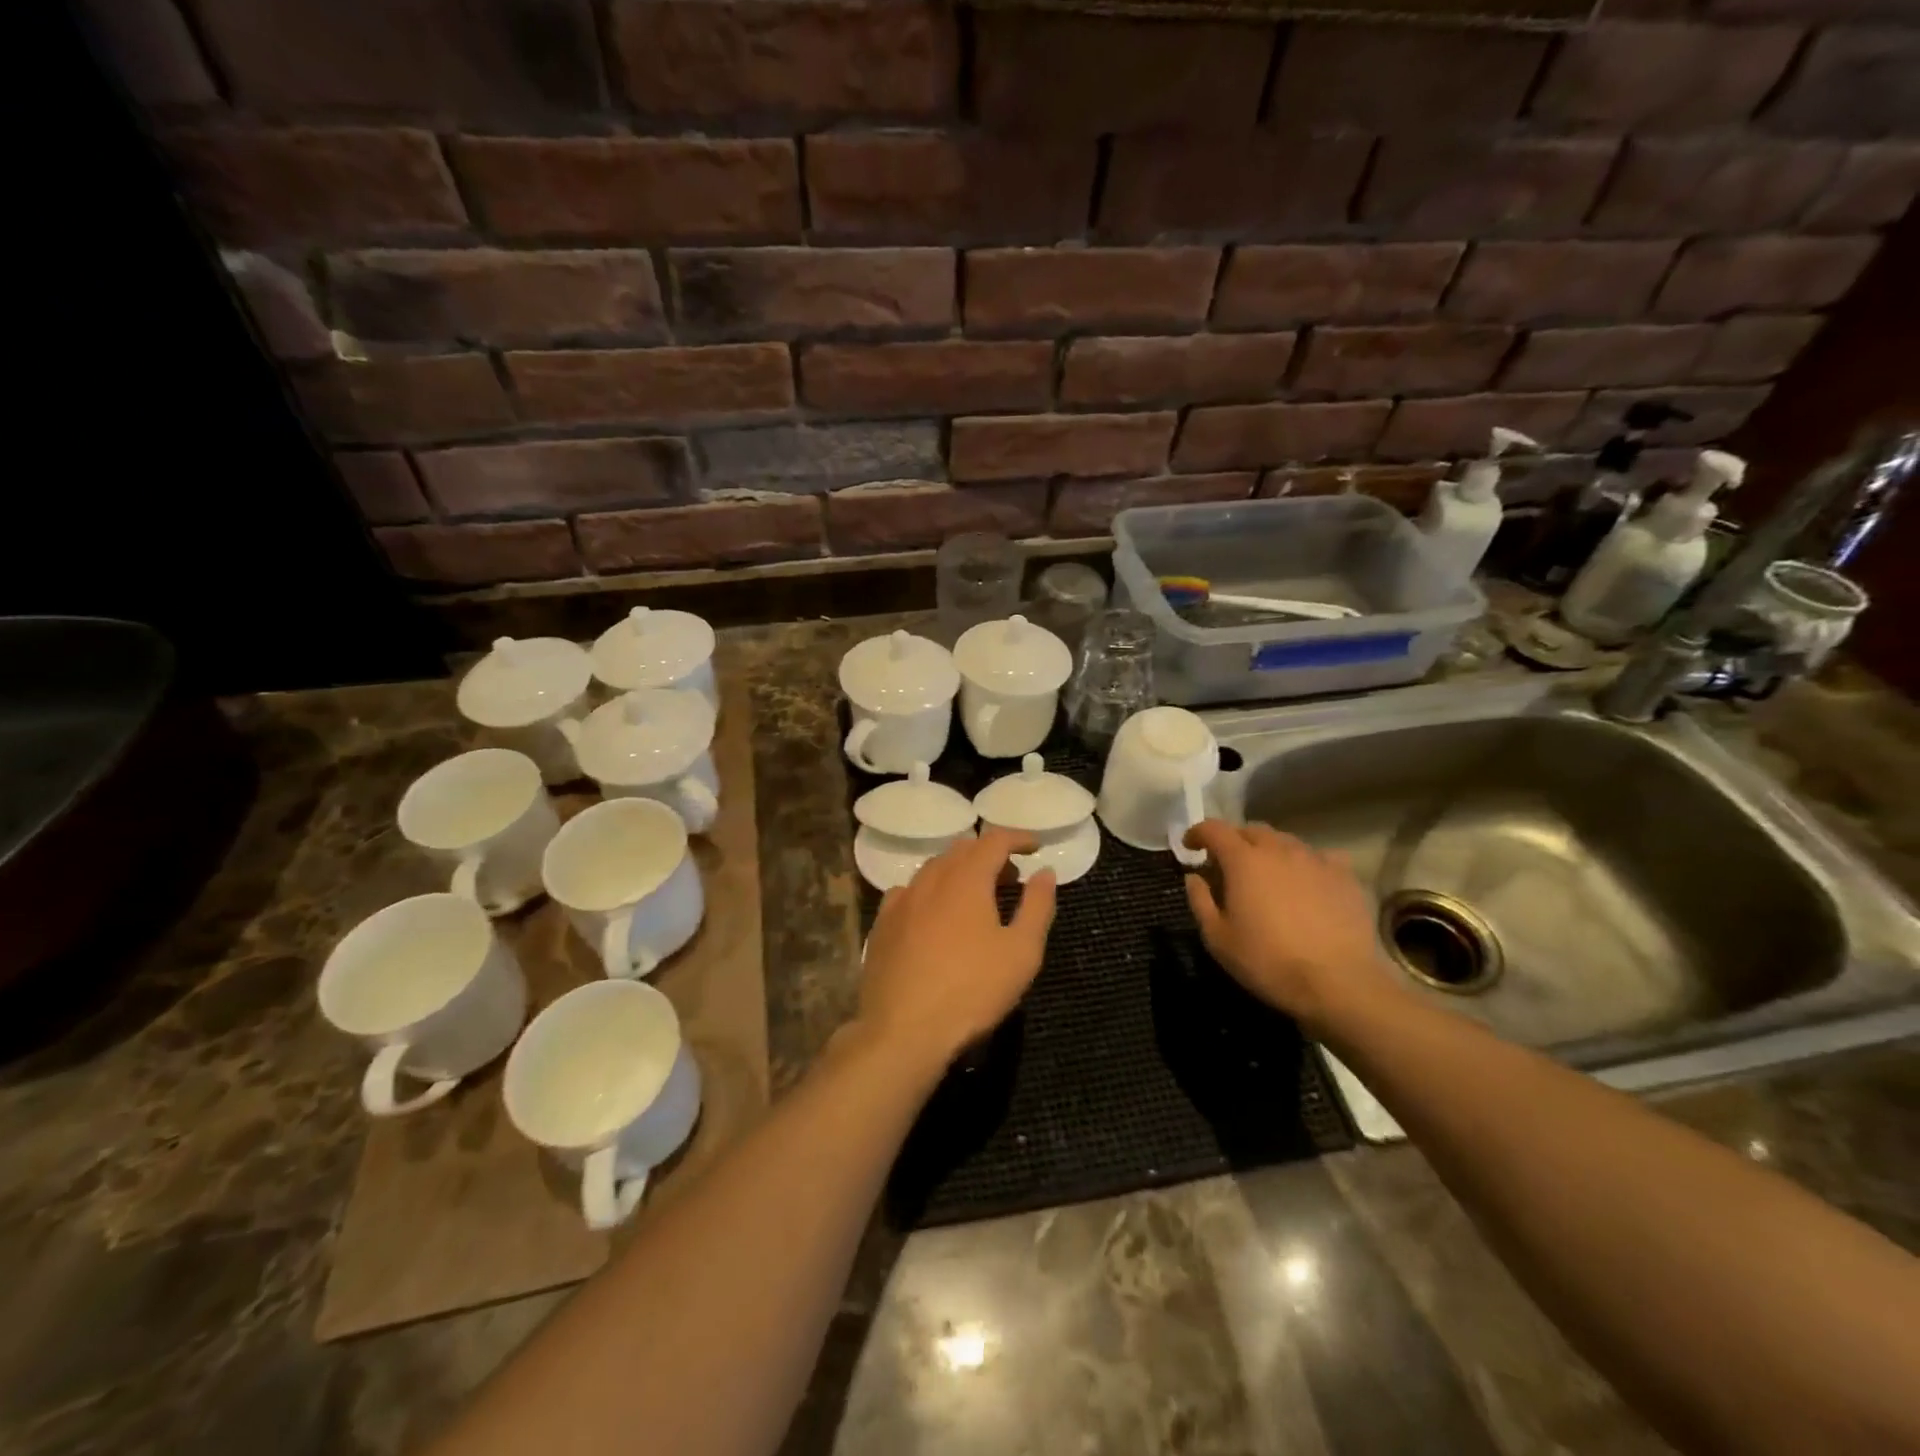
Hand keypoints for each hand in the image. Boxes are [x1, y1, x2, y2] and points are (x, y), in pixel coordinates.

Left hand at [856, 828, 1056, 1075]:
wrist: (903, 1031)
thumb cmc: (972, 990)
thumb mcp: (1022, 952)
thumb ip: (1037, 906)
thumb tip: (1044, 872)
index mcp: (966, 878)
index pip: (994, 840)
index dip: (1018, 838)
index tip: (1035, 847)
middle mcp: (931, 879)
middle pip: (962, 850)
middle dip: (990, 855)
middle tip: (1010, 877)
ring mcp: (901, 900)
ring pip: (933, 869)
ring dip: (959, 871)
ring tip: (976, 896)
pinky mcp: (881, 924)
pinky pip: (909, 892)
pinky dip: (930, 892)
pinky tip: (934, 914)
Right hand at [1182, 821, 1400, 1038]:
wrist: (1338, 983)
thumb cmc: (1268, 961)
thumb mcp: (1218, 938)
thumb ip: (1200, 901)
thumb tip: (1194, 877)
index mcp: (1243, 860)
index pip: (1214, 829)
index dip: (1197, 833)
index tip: (1190, 846)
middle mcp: (1278, 849)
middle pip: (1251, 830)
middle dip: (1234, 840)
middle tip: (1227, 864)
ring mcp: (1315, 859)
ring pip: (1285, 841)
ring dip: (1268, 850)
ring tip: (1267, 874)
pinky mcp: (1344, 875)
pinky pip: (1319, 857)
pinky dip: (1305, 863)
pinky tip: (1307, 882)